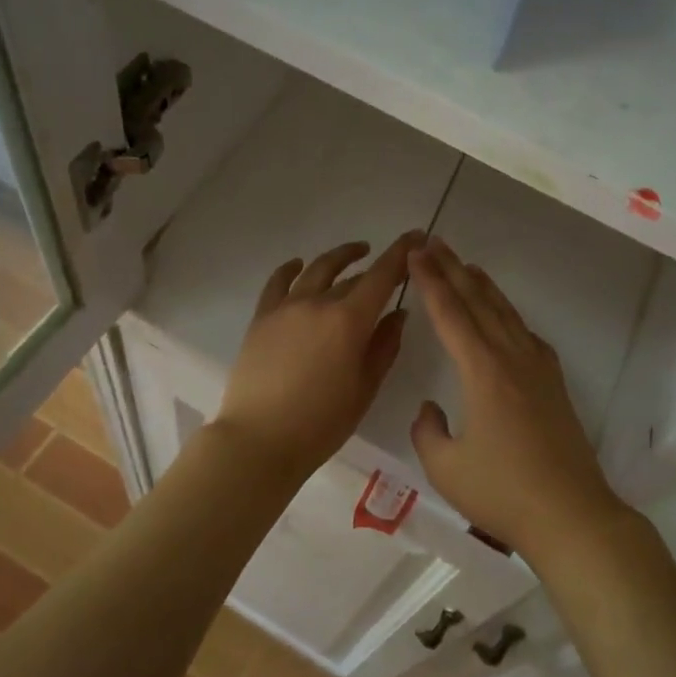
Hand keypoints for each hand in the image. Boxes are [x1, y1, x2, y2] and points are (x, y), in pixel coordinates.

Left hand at [213, 232, 423, 478]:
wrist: (259, 440)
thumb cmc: (322, 422)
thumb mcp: (365, 387)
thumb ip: (384, 345)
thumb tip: (398, 313)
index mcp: (349, 320)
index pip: (381, 275)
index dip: (401, 252)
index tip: (416, 236)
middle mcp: (318, 303)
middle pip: (352, 276)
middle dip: (375, 266)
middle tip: (391, 264)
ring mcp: (286, 307)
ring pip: (316, 270)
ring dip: (339, 257)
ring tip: (355, 253)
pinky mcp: (262, 318)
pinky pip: (277, 282)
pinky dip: (291, 268)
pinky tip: (298, 264)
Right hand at [407, 238, 627, 559]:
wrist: (570, 514)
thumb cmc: (503, 493)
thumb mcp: (445, 467)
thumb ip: (428, 431)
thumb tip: (432, 408)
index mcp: (483, 371)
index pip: (450, 314)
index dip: (430, 281)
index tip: (415, 254)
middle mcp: (512, 358)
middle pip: (478, 302)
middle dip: (453, 270)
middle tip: (433, 243)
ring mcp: (538, 368)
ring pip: (506, 313)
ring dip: (482, 286)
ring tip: (465, 264)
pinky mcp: (554, 384)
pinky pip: (525, 334)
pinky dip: (508, 314)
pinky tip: (504, 316)